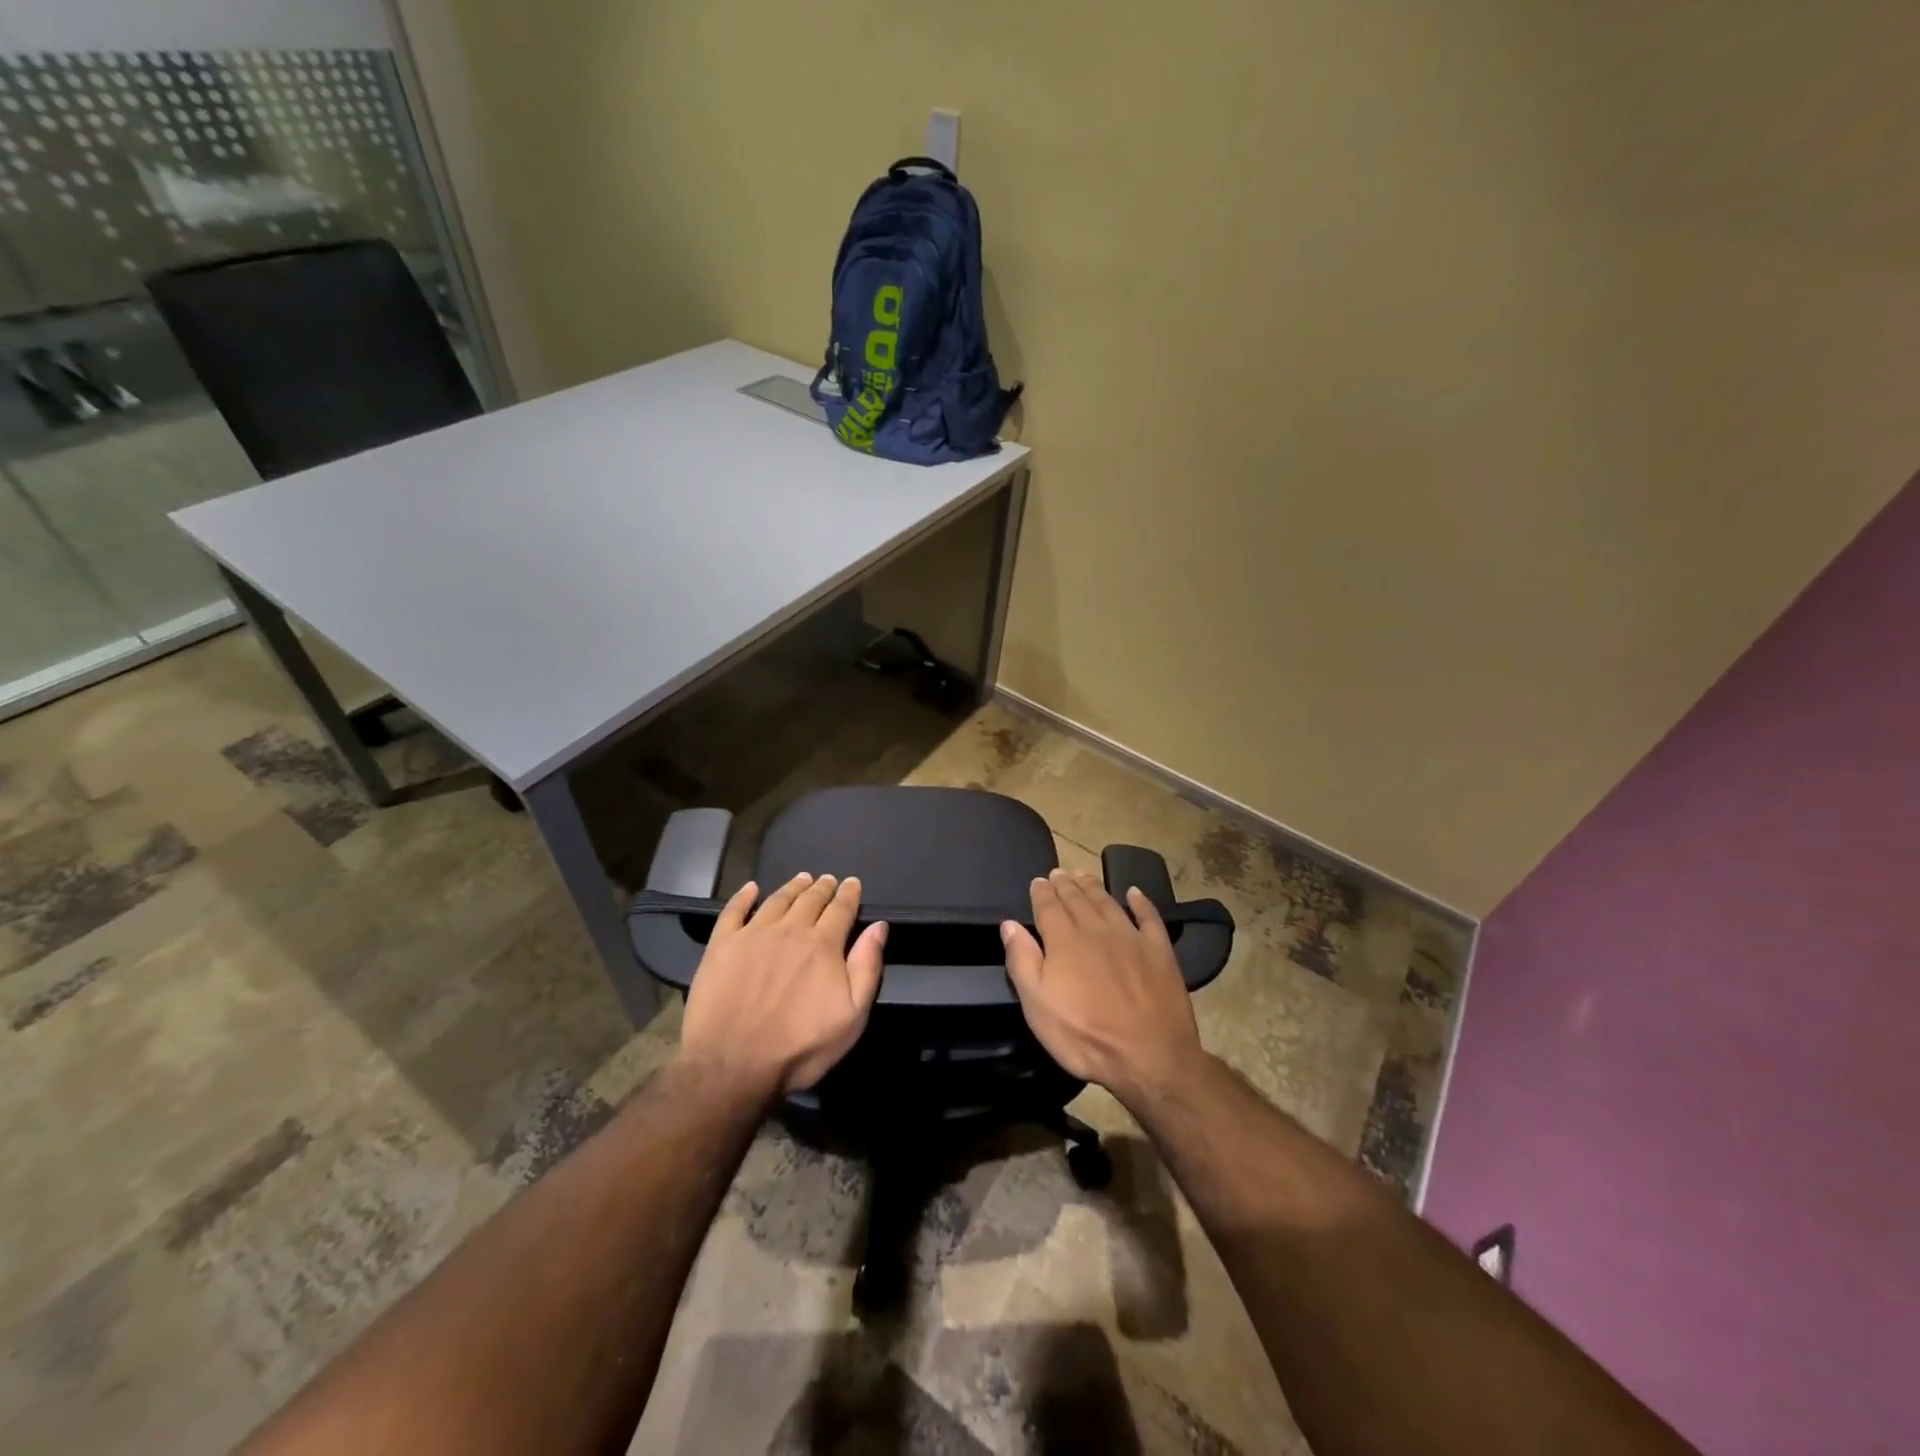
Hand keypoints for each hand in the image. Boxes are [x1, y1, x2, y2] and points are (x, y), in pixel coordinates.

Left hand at [680, 873, 887, 1097]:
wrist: (732, 1064)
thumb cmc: (799, 1046)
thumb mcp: (852, 1016)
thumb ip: (867, 967)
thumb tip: (879, 927)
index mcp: (823, 944)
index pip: (840, 909)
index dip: (848, 894)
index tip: (852, 883)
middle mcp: (790, 930)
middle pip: (810, 899)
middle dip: (822, 887)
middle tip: (827, 879)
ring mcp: (753, 934)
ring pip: (777, 900)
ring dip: (792, 887)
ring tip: (801, 878)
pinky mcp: (722, 945)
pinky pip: (734, 911)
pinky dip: (744, 896)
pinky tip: (751, 889)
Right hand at [1001, 868, 1205, 1107]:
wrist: (1149, 1056)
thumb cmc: (1085, 1036)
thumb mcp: (1038, 1006)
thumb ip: (1022, 961)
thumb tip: (1010, 924)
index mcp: (1064, 941)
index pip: (1049, 906)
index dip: (1042, 892)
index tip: (1038, 880)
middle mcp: (1096, 930)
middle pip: (1078, 899)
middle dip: (1065, 884)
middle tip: (1059, 872)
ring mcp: (1131, 937)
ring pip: (1108, 902)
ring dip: (1093, 886)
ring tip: (1083, 874)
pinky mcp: (1159, 951)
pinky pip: (1149, 917)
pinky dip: (1141, 902)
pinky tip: (1134, 893)